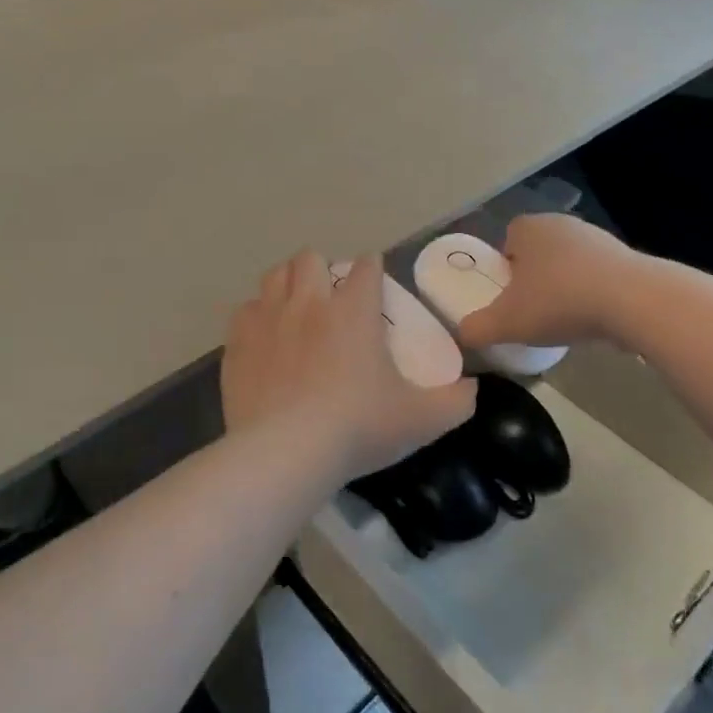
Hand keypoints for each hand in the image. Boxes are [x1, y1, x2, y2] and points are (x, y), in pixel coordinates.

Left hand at [221, 252, 475, 480]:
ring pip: (274, 276)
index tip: (374, 279)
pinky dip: (257, 316)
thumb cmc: (357, 428)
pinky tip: (265, 337)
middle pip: (310, 259)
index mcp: (353, 310)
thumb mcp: (421, 420)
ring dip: (287, 283)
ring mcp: (268, 319)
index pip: (366, 267)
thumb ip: (456, 402)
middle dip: (323, 269)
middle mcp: (309, 302)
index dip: (372, 268)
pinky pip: (245, 310)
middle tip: (331, 297)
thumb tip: (474, 389)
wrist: (286, 453)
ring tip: (296, 307)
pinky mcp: (238, 343)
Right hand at [458, 215, 637, 351]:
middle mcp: (562, 224)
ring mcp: (598, 238)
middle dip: (534, 278)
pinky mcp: (626, 258)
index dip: (504, 267)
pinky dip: (593, 294)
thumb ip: (476, 328)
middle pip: (538, 251)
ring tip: (565, 319)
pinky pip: (598, 276)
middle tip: (532, 310)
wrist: (633, 301)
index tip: (507, 296)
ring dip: (565, 285)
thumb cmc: (559, 301)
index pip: (507, 239)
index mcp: (529, 228)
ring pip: (569, 262)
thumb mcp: (506, 322)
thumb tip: (462, 335)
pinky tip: (594, 319)